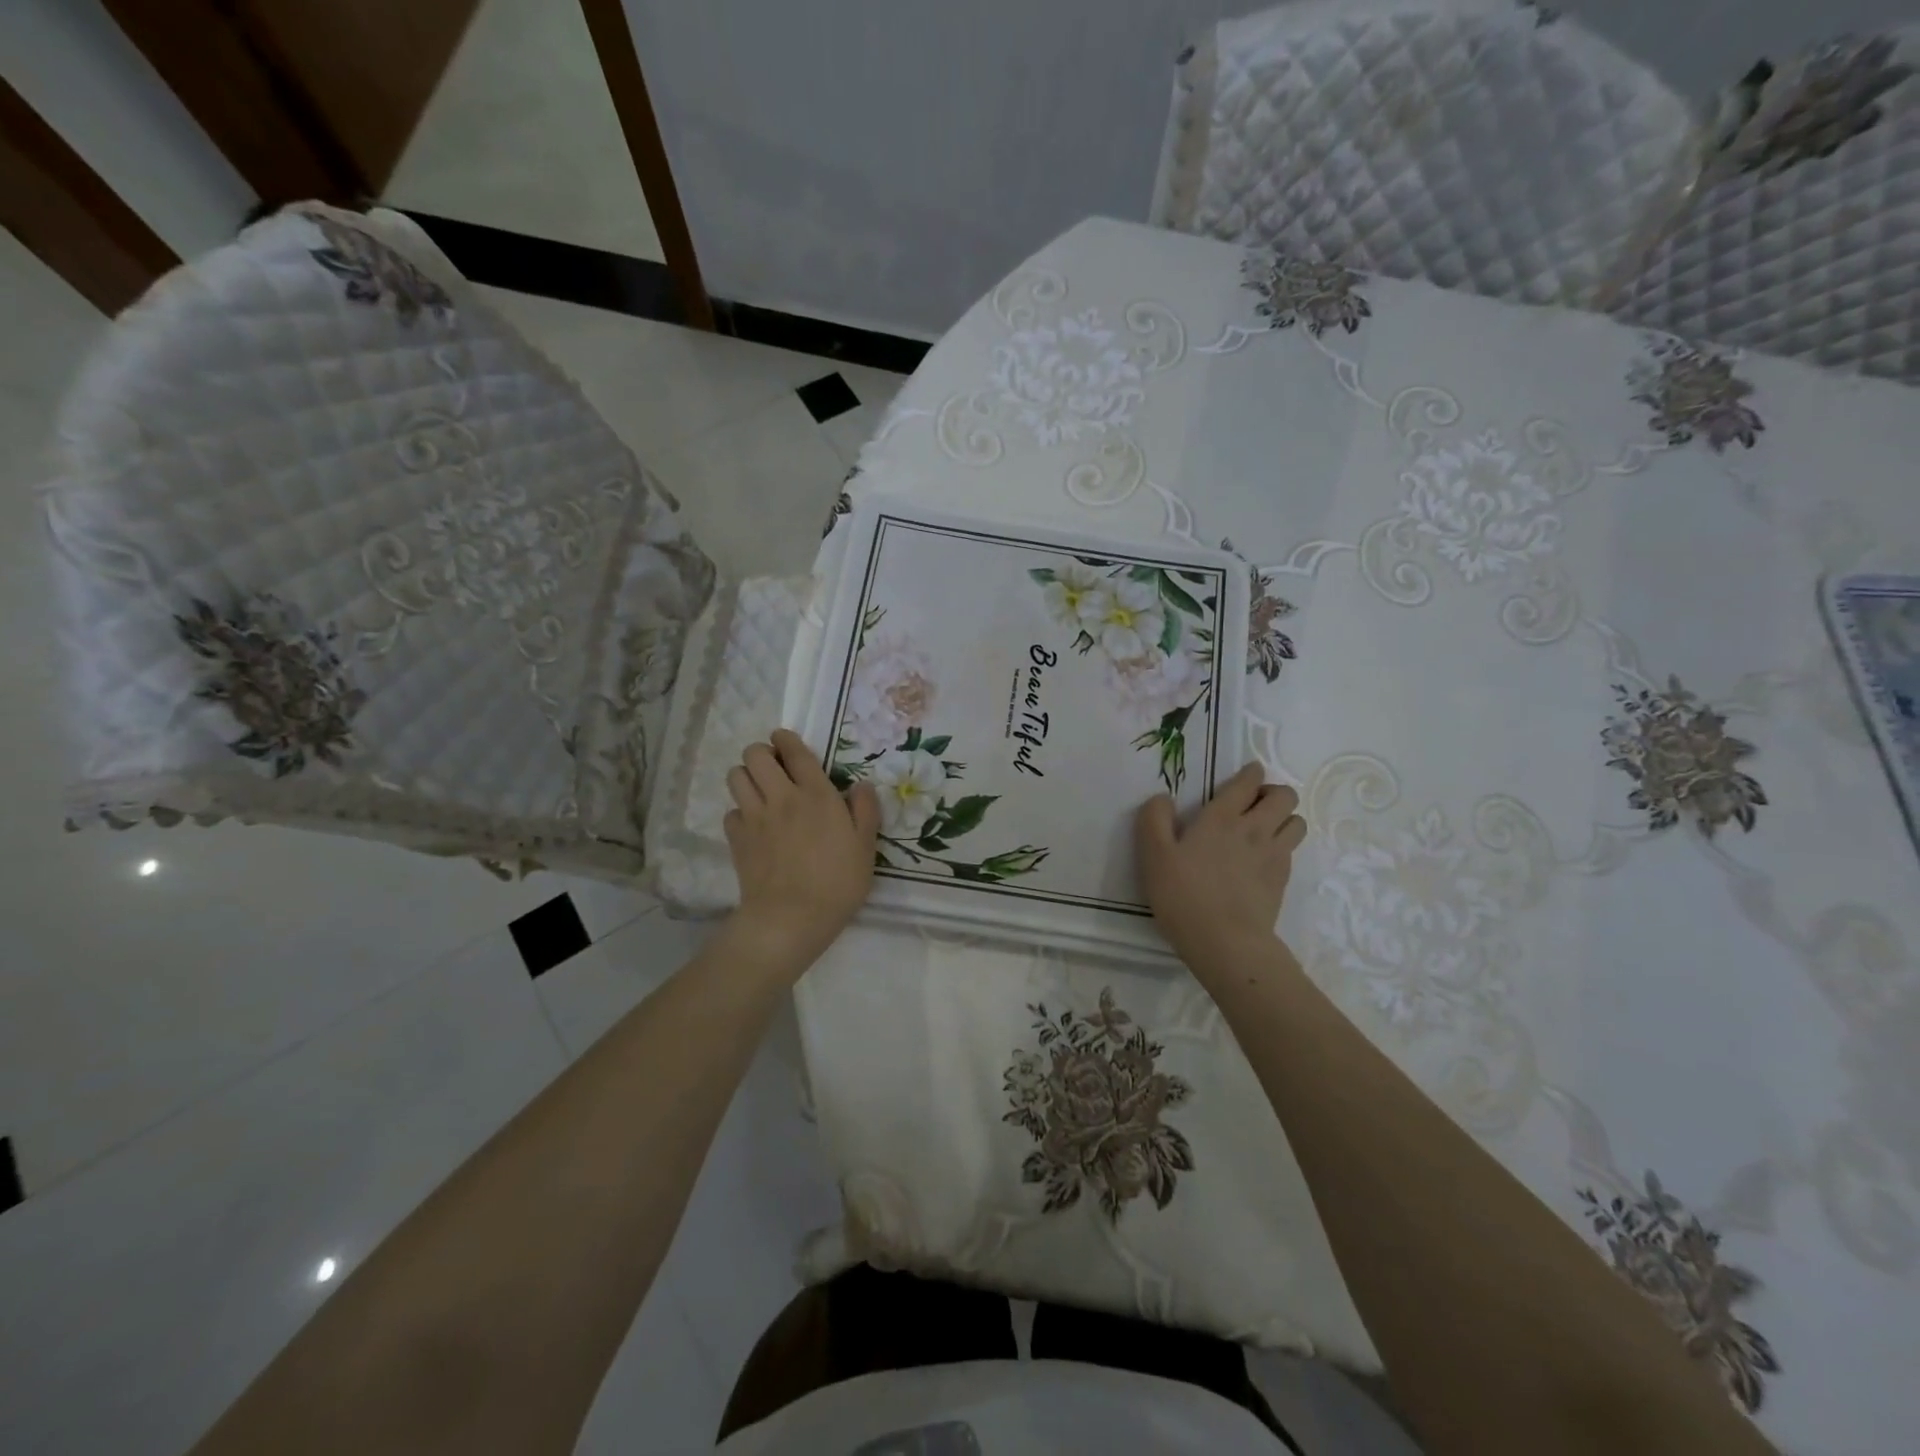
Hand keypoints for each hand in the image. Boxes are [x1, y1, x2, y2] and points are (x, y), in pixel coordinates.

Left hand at [724, 728, 880, 972]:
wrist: (792, 918)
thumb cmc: (838, 882)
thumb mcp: (866, 846)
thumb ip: (865, 810)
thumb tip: (862, 786)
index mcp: (815, 793)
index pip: (793, 750)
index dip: (786, 739)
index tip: (786, 742)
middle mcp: (781, 797)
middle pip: (755, 754)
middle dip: (762, 754)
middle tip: (775, 768)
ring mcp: (754, 817)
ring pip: (736, 776)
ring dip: (746, 777)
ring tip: (761, 791)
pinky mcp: (737, 839)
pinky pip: (731, 812)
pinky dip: (740, 812)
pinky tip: (753, 825)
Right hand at [1136, 762, 1306, 969]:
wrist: (1226, 943)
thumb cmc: (1183, 895)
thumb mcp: (1153, 855)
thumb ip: (1154, 819)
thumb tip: (1163, 798)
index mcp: (1222, 817)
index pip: (1248, 781)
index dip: (1250, 773)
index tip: (1244, 776)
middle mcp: (1254, 829)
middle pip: (1284, 796)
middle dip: (1272, 793)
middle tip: (1252, 805)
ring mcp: (1274, 855)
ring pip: (1296, 821)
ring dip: (1283, 818)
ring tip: (1263, 830)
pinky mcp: (1282, 880)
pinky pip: (1291, 850)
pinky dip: (1282, 846)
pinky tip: (1262, 859)